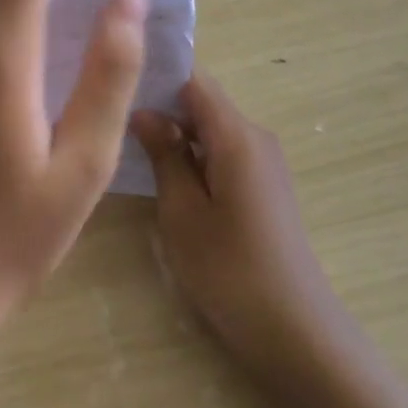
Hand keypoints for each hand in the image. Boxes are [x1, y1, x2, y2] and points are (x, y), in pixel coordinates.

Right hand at [132, 73, 348, 378]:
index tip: (117, 81)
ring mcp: (263, 162)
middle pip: (202, 102)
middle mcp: (255, 137)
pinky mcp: (263, 186)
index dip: (156, 75)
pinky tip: (163, 173)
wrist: (296, 331)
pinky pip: (222, 152)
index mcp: (237, 135)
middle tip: (111, 115)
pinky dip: (193, 155)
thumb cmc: (230, 270)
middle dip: (159, 105)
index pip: (194, 80)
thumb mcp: (183, 212)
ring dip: (175, 133)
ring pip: (210, 128)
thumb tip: (143, 111)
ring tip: (127, 141)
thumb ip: (165, 154)